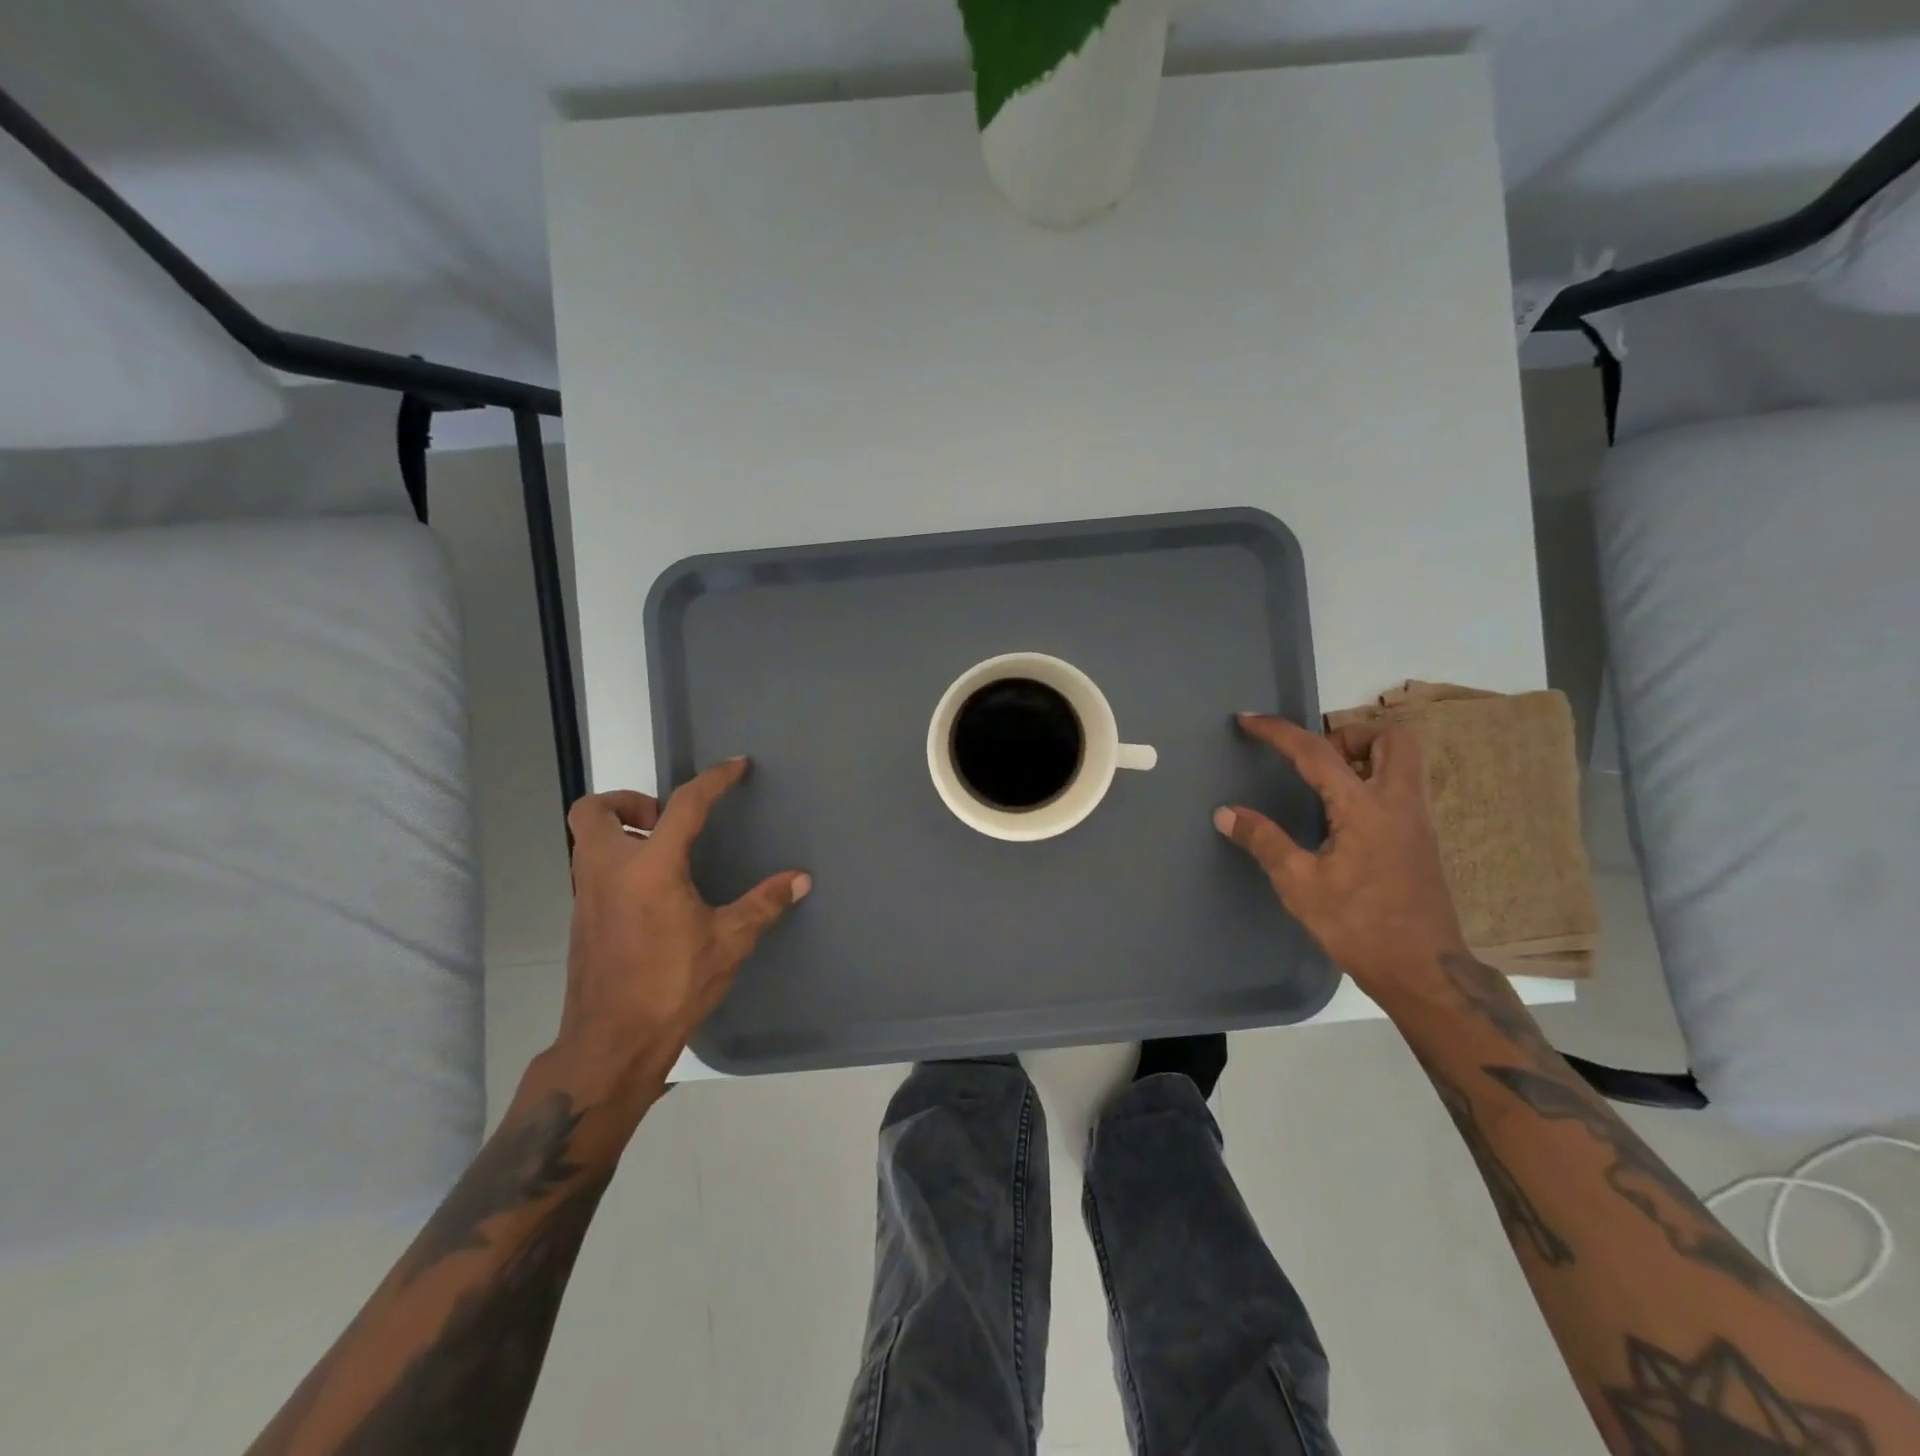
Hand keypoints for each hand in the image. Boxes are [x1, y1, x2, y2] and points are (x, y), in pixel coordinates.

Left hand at [542, 758, 809, 1117]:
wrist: (611, 1044)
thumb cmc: (672, 985)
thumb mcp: (729, 942)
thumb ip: (764, 904)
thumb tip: (801, 879)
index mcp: (649, 867)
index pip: (684, 805)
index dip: (714, 780)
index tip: (736, 766)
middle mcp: (608, 870)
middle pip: (593, 810)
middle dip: (627, 801)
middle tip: (664, 820)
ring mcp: (587, 895)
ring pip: (586, 840)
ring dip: (620, 831)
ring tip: (664, 853)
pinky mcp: (581, 920)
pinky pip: (592, 870)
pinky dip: (617, 862)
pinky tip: (653, 893)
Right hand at [1214, 713, 1464, 999]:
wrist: (1423, 971)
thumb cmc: (1358, 926)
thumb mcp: (1299, 885)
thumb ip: (1264, 841)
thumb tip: (1225, 813)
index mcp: (1365, 809)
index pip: (1317, 753)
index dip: (1279, 732)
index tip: (1248, 720)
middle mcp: (1399, 804)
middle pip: (1391, 738)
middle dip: (1348, 735)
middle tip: (1315, 761)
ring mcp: (1417, 821)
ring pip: (1402, 762)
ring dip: (1364, 757)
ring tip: (1325, 786)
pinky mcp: (1422, 840)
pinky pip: (1400, 789)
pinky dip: (1371, 783)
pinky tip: (1343, 818)